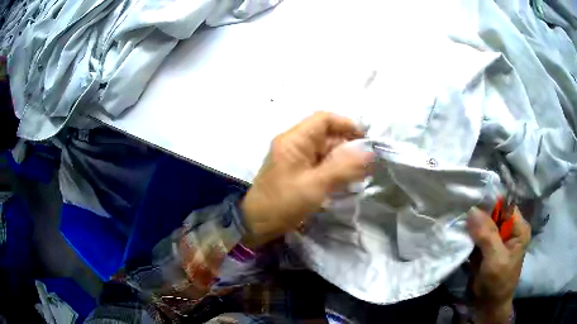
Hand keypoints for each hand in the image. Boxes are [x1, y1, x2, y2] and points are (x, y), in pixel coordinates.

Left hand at [240, 112, 372, 247]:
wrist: (257, 224)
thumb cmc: (283, 203)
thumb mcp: (316, 185)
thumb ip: (344, 167)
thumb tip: (370, 153)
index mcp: (294, 140)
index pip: (323, 119)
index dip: (346, 124)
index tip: (365, 140)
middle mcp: (294, 143)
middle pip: (326, 135)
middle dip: (348, 145)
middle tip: (367, 162)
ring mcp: (295, 157)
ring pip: (325, 150)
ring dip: (343, 159)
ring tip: (360, 172)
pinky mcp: (297, 170)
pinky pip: (320, 163)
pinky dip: (334, 168)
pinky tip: (346, 179)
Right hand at [467, 207, 530, 323]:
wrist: (488, 305)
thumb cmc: (499, 282)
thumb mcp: (496, 258)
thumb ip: (487, 235)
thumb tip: (472, 210)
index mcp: (518, 228)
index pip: (505, 206)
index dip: (489, 202)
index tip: (471, 198)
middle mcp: (509, 229)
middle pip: (493, 213)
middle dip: (478, 212)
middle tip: (460, 207)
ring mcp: (497, 238)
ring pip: (483, 223)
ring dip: (471, 223)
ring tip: (457, 217)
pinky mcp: (486, 246)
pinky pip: (477, 234)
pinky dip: (468, 233)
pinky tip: (458, 229)